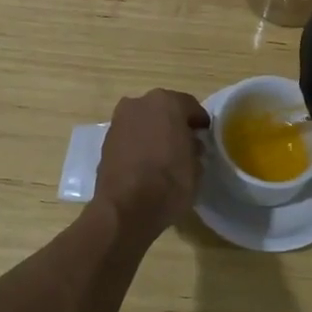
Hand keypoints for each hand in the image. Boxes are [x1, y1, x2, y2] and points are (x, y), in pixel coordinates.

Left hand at [93, 89, 209, 231]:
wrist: (125, 208)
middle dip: (175, 124)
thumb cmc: (169, 182)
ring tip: (164, 155)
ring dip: (154, 132)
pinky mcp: (106, 139)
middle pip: (164, 109)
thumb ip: (194, 147)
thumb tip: (190, 144)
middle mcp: (140, 103)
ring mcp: (119, 120)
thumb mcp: (196, 166)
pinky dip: (139, 143)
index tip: (204, 135)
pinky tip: (146, 162)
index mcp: (167, 102)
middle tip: (185, 144)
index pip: (190, 106)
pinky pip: (130, 135)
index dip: (199, 122)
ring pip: (144, 121)